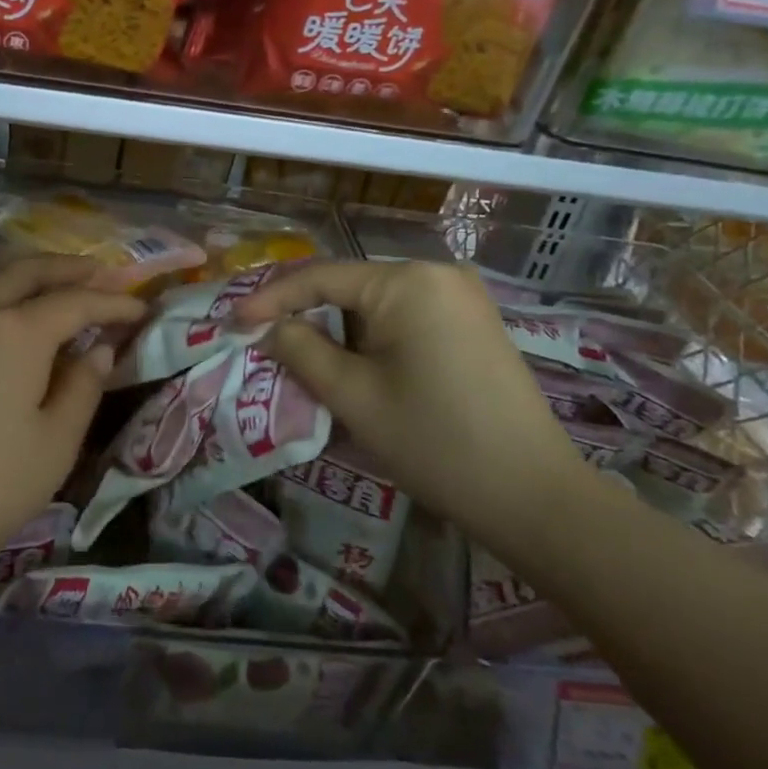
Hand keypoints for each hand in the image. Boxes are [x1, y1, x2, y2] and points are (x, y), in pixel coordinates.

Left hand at [0, 255, 145, 607]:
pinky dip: (1, 302)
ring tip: (59, 290)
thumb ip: (83, 388)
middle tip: (103, 271)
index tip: (142, 307)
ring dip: (31, 279)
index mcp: (17, 331)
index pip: (77, 301)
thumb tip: (98, 349)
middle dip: (70, 268)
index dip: (113, 301)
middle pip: (28, 271)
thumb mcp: (54, 445)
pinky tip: (9, 327)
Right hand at [233, 260, 588, 550]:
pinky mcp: (473, 322)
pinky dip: (372, 337)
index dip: (271, 298)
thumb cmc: (435, 442)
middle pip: (350, 286)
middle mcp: (436, 273)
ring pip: (376, 303)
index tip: (233, 321)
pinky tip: (353, 365)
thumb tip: (268, 327)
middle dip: (305, 314)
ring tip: (301, 357)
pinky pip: (406, 316)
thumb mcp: (353, 397)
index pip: (320, 276)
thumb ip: (301, 350)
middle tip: (263, 339)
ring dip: (338, 329)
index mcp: (407, 281)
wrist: (534, 495)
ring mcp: (461, 296)